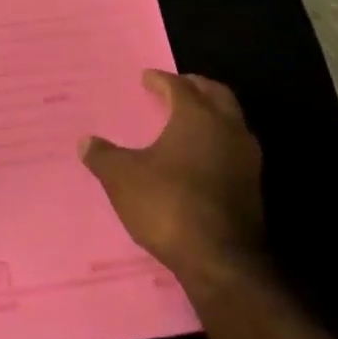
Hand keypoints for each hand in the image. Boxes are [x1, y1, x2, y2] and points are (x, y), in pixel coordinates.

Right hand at [79, 70, 266, 289]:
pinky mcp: (252, 187)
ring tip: (187, 122)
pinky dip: (217, 143)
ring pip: (231, 122)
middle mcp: (228, 129)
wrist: (221, 260)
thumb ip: (103, 156)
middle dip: (195, 88)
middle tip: (175, 88)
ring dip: (211, 115)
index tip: (146, 78)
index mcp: (197, 116)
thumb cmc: (167, 204)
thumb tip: (85, 141)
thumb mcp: (122, 177)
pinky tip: (199, 158)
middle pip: (216, 95)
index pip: (179, 86)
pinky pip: (233, 150)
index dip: (161, 80)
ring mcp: (247, 159)